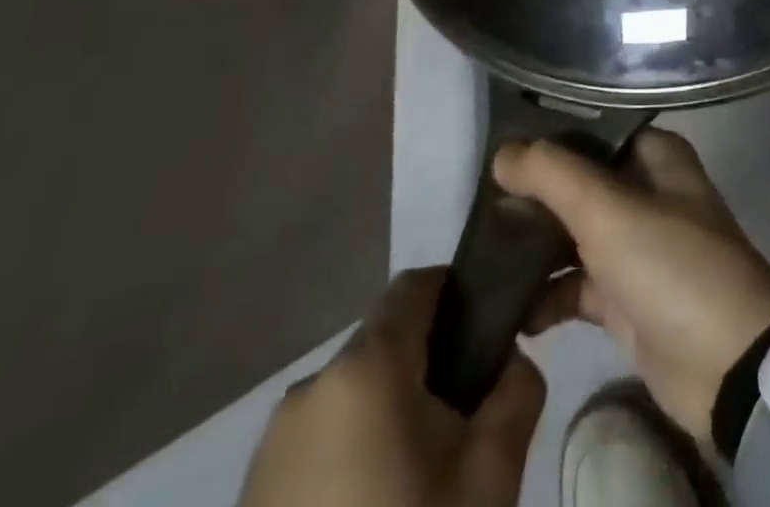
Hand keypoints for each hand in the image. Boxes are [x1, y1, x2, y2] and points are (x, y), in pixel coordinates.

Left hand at [237, 268, 542, 506]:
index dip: (457, 292)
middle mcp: (310, 388)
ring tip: (421, 476)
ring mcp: (271, 445)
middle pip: (386, 340)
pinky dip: (355, 448)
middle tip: (465, 419)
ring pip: (354, 391)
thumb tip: (510, 362)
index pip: (416, 285)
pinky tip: (374, 505)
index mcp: (364, 368)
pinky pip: (320, 438)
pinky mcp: (252, 494)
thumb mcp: (490, 476)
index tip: (489, 331)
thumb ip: (517, 392)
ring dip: (391, 408)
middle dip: (430, 361)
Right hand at [496, 128, 769, 442]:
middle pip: (578, 183)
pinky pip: (575, 285)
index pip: (593, 131)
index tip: (498, 144)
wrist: (726, 366)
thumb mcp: (609, 211)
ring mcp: (635, 247)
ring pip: (573, 234)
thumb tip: (503, 152)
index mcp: (655, 156)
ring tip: (478, 253)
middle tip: (477, 202)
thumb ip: (553, 176)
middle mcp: (646, 192)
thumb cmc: (671, 266)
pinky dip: (545, 295)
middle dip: (533, 193)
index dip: (549, 136)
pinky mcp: (624, 299)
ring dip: (533, 245)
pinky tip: (508, 308)